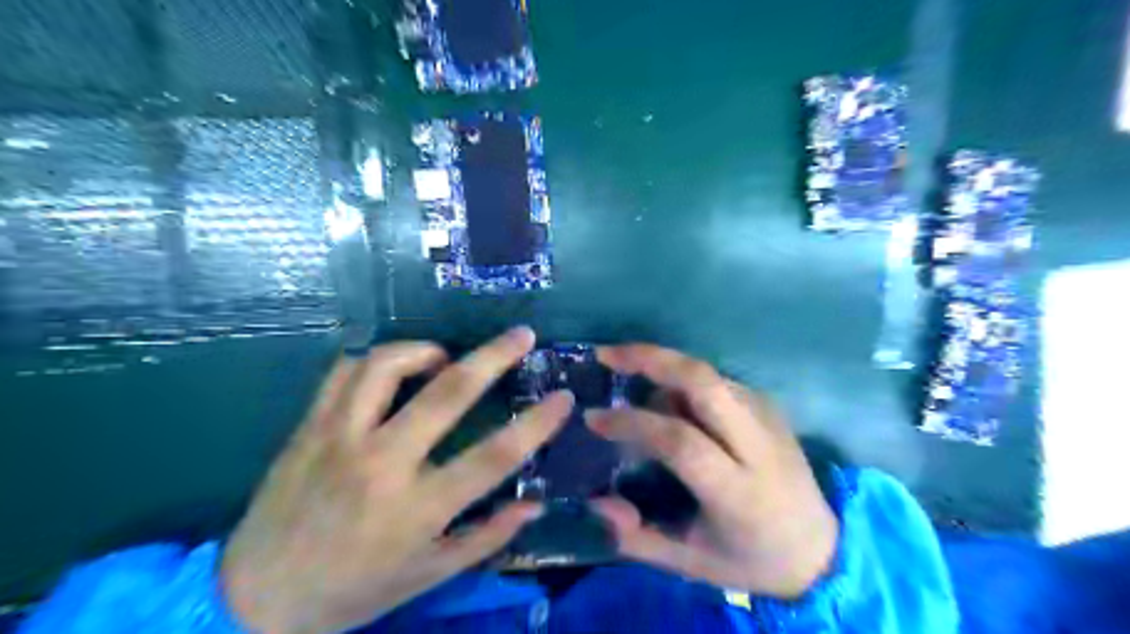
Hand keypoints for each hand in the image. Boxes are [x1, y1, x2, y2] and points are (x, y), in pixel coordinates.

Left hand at [219, 326, 574, 632]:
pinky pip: (344, 371)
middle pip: (447, 393)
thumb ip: (487, 537)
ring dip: (426, 350)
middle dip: (494, 356)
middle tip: (521, 335)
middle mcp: (380, 463)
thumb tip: (535, 503)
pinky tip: (393, 370)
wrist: (254, 598)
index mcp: (416, 508)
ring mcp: (338, 438)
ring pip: (386, 366)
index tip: (563, 398)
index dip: (536, 424)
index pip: (493, 458)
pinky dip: (376, 360)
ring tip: (445, 357)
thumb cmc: (353, 590)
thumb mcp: (428, 575)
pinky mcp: (308, 427)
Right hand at [583, 347, 836, 598]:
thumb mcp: (690, 562)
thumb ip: (638, 538)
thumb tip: (597, 502)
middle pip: (702, 381)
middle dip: (649, 359)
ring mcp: (766, 417)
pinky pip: (715, 380)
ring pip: (706, 374)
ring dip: (662, 368)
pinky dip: (681, 380)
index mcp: (738, 491)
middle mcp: (757, 443)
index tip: (593, 418)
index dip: (632, 424)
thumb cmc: (749, 558)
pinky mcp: (768, 405)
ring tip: (630, 382)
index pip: (680, 441)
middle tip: (606, 355)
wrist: (821, 546)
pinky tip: (664, 398)